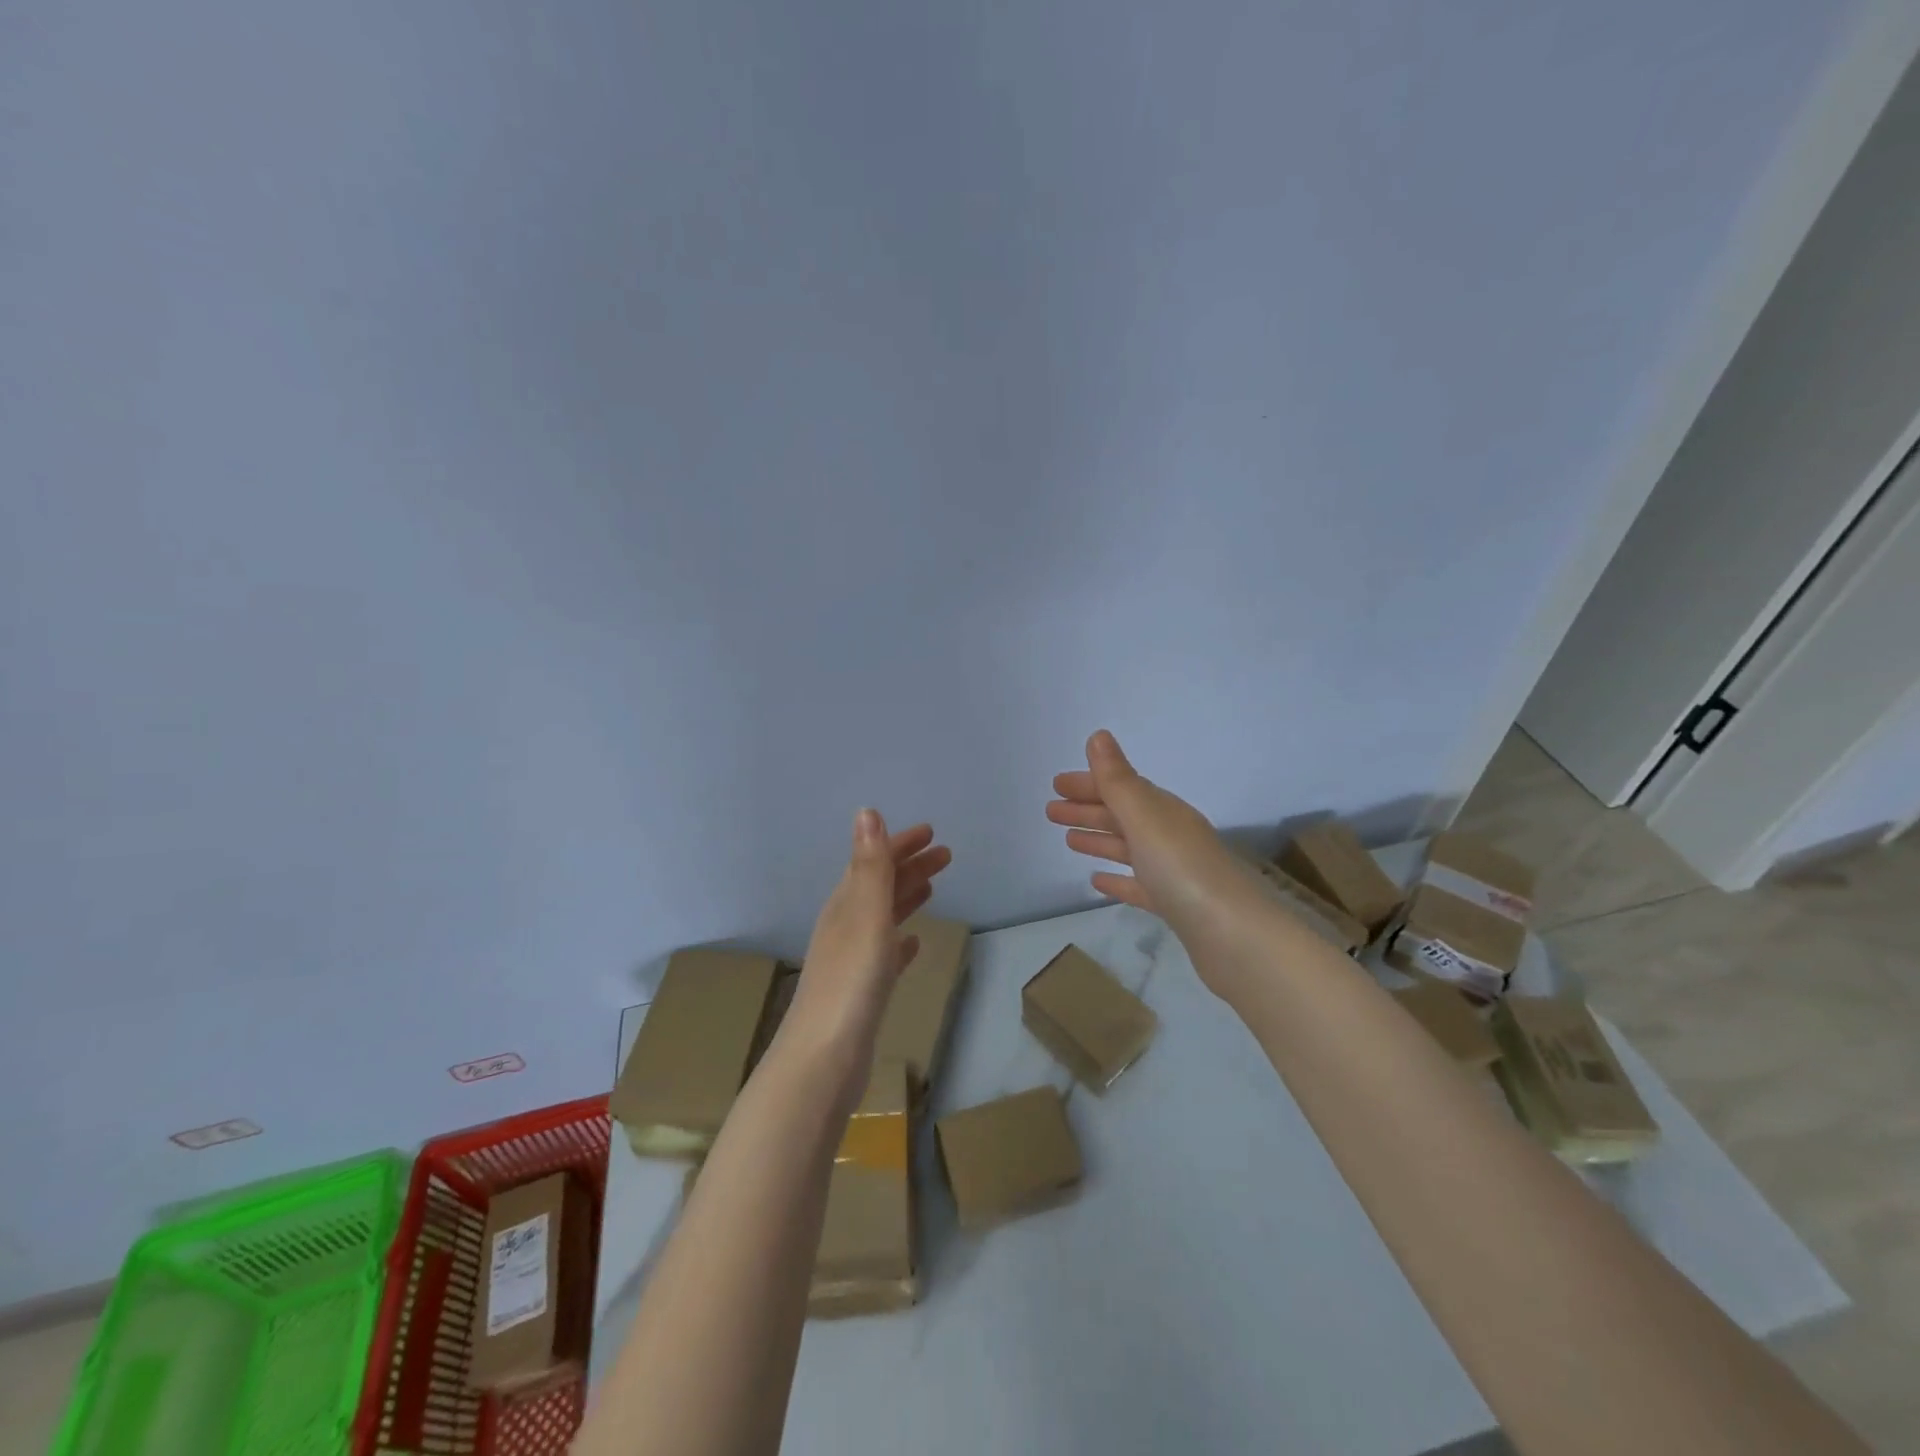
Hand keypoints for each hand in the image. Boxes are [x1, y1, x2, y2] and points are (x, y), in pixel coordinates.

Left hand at [779, 809, 951, 1095]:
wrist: (824, 1057)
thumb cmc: (851, 980)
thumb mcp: (865, 914)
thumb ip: (870, 865)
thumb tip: (867, 811)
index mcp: (845, 905)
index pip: (874, 862)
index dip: (900, 844)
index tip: (931, 832)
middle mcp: (846, 926)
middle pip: (880, 886)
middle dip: (909, 867)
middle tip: (945, 855)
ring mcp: (852, 960)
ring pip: (883, 917)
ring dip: (906, 897)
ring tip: (932, 887)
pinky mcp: (861, 991)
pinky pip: (885, 954)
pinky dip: (900, 942)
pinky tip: (912, 944)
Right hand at [1046, 730, 1258, 937]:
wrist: (1233, 936)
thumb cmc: (1182, 869)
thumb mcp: (1145, 817)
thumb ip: (1118, 780)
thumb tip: (1098, 736)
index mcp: (1165, 811)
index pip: (1122, 788)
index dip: (1090, 784)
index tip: (1056, 785)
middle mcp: (1171, 836)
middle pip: (1124, 816)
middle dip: (1088, 809)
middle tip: (1050, 811)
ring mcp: (1174, 873)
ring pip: (1129, 848)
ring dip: (1099, 839)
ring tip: (1067, 839)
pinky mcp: (1175, 907)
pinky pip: (1139, 885)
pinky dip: (1117, 880)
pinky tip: (1097, 881)